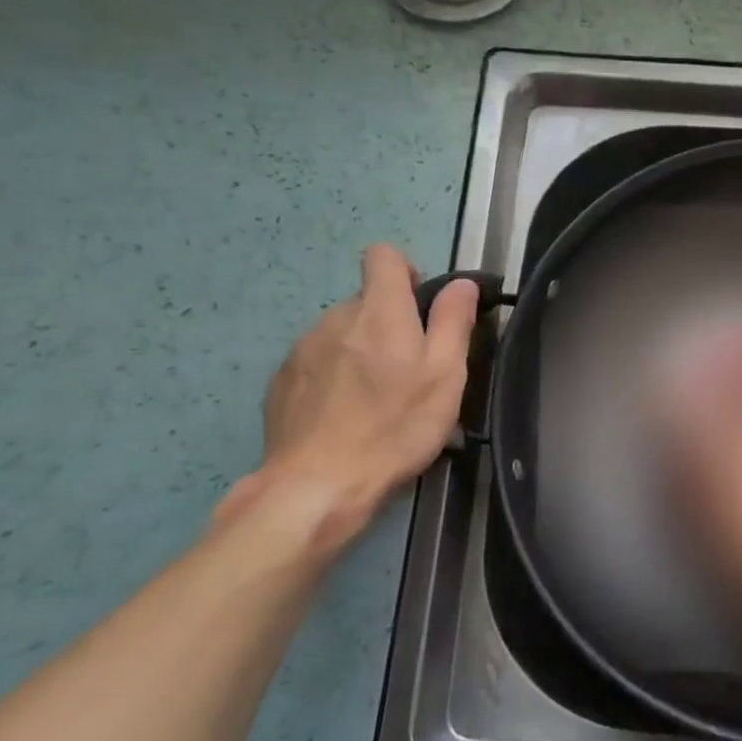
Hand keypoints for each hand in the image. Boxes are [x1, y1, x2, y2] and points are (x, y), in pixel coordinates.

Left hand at [227, 245, 477, 551]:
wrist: (317, 484)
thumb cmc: (394, 427)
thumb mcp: (445, 376)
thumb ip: (453, 322)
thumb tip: (460, 284)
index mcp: (379, 311)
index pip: (383, 256)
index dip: (405, 272)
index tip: (420, 309)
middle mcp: (335, 318)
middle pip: (366, 301)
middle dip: (389, 324)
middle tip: (408, 373)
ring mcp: (302, 349)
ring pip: (341, 333)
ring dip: (360, 352)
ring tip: (375, 400)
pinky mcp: (281, 381)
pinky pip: (316, 362)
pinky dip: (333, 376)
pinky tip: (344, 416)